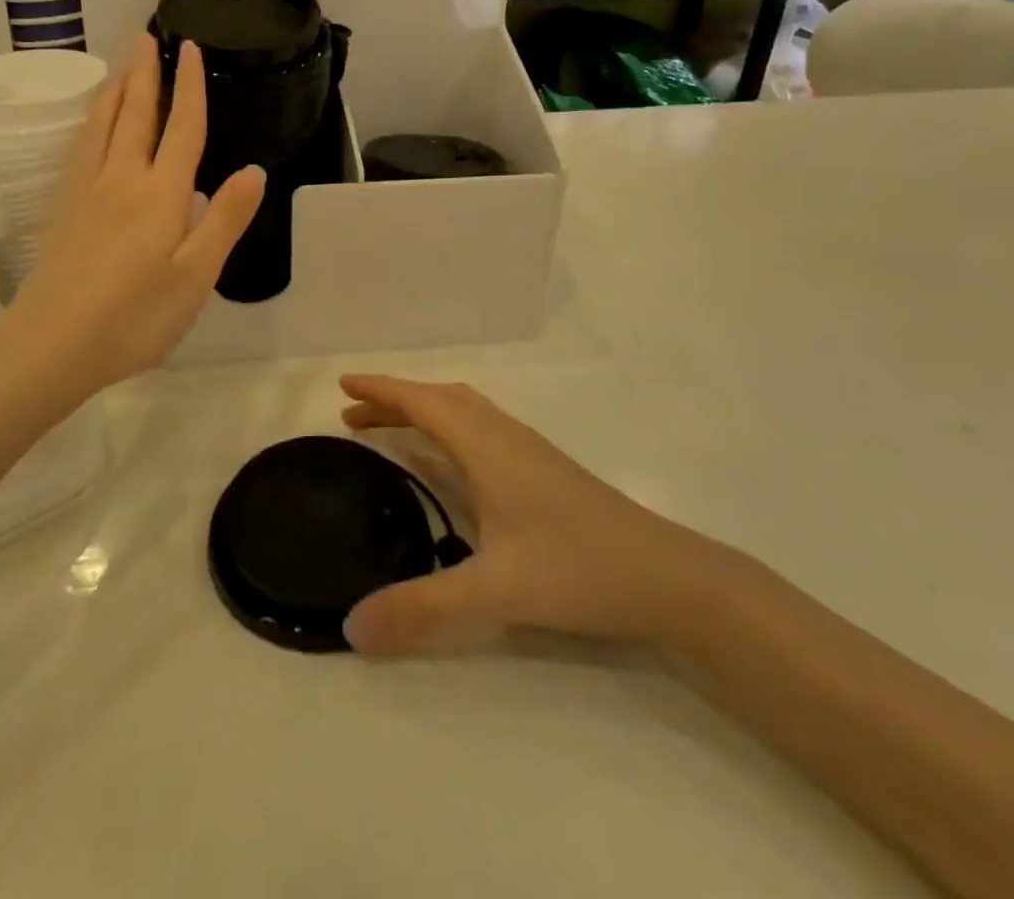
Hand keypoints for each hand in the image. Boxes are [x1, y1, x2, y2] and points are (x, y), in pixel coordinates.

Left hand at [4, 36, 264, 398]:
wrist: (53, 343)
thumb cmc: (136, 316)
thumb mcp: (196, 275)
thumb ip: (224, 219)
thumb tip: (253, 170)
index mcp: (161, 193)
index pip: (182, 128)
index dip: (189, 87)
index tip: (188, 48)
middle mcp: (121, 179)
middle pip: (135, 114)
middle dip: (144, 74)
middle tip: (145, 36)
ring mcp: (85, 192)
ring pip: (100, 125)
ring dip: (114, 90)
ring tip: (120, 65)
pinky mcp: (62, 209)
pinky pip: (78, 147)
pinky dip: (89, 122)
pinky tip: (88, 125)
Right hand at [339, 375, 724, 656]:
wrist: (669, 577)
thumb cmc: (578, 568)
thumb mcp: (496, 592)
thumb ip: (423, 609)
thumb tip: (350, 628)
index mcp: (486, 446)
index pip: (422, 402)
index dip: (381, 390)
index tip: (343, 386)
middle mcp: (504, 436)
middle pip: (440, 400)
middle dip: (395, 402)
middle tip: (354, 419)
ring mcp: (529, 451)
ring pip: (465, 412)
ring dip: (424, 412)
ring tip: (393, 434)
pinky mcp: (545, 470)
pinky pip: (481, 429)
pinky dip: (450, 428)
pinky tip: (453, 465)